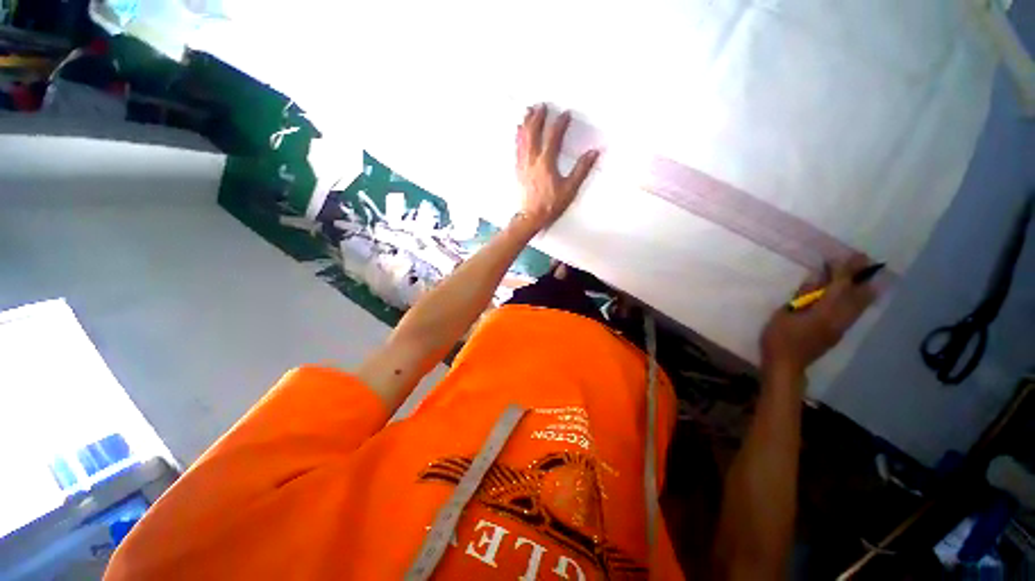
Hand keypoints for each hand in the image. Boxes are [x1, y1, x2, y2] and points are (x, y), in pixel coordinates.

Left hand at [515, 104, 598, 228]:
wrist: (531, 216)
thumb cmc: (550, 205)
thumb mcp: (570, 188)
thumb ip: (581, 169)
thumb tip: (593, 153)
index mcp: (546, 163)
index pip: (553, 137)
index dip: (560, 123)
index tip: (565, 114)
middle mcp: (532, 160)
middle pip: (533, 133)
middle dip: (538, 117)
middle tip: (541, 105)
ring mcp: (523, 165)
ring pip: (522, 139)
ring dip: (526, 123)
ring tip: (527, 112)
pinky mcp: (518, 170)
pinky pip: (517, 149)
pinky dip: (518, 137)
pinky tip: (518, 133)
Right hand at [761, 255, 877, 377]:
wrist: (786, 364)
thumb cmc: (779, 337)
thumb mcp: (784, 314)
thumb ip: (803, 296)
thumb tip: (816, 278)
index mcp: (824, 312)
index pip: (839, 286)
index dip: (843, 270)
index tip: (845, 255)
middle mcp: (839, 318)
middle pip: (857, 295)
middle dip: (861, 276)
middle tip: (865, 260)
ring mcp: (841, 327)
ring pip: (860, 305)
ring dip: (864, 288)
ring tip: (868, 274)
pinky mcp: (839, 333)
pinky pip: (855, 312)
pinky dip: (860, 300)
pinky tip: (859, 295)